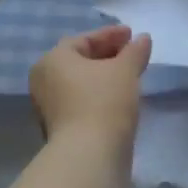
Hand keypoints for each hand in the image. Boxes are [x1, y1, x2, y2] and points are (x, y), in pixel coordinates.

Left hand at [29, 25, 151, 143]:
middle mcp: (44, 80)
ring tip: (129, 74)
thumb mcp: (125, 70)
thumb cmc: (104, 101)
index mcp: (53, 60)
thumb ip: (134, 51)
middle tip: (132, 53)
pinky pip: (81, 100)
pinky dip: (99, 93)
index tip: (132, 34)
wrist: (90, 154)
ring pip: (80, 82)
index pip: (83, 39)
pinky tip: (120, 96)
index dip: (110, 35)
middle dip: (107, 54)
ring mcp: (49, 106)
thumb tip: (142, 38)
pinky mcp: (60, 127)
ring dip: (104, 76)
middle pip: (79, 60)